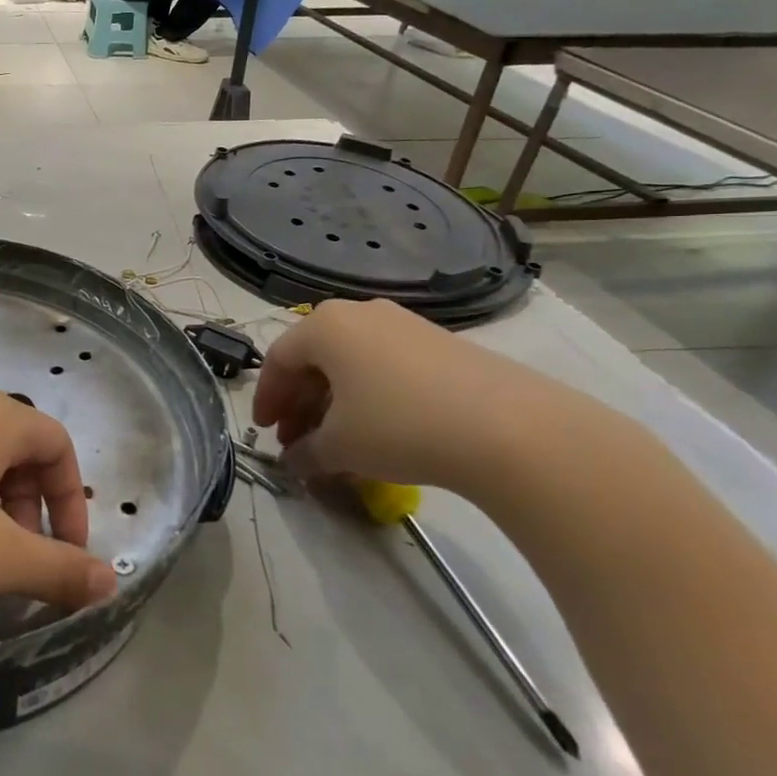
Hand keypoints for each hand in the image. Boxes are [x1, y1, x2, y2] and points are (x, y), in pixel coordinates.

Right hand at [253, 298, 597, 494]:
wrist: (511, 429)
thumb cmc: (400, 426)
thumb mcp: (339, 447)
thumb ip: (306, 452)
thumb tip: (295, 462)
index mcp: (325, 326)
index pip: (279, 360)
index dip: (266, 398)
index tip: (265, 431)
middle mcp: (360, 313)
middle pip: (315, 358)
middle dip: (300, 402)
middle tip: (296, 440)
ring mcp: (405, 324)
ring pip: (352, 361)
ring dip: (334, 401)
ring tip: (336, 440)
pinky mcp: (443, 344)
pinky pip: (386, 366)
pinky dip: (370, 395)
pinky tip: (379, 430)